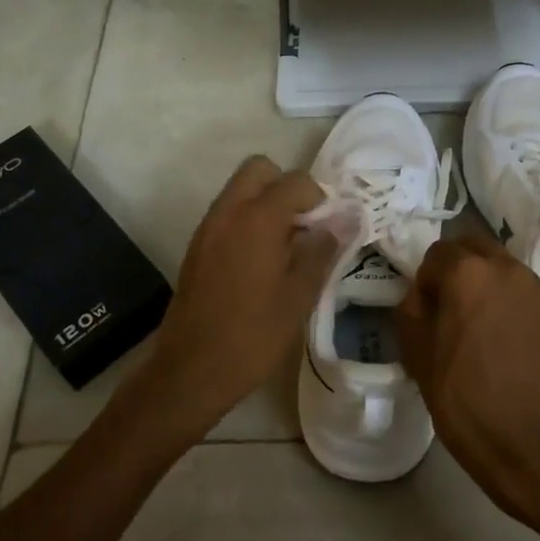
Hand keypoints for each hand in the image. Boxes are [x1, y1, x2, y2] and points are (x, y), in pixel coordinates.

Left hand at [144, 155, 341, 440]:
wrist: (191, 370)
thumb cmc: (253, 335)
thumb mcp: (299, 296)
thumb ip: (323, 249)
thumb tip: (348, 217)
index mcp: (257, 219)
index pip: (295, 181)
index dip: (319, 199)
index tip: (328, 231)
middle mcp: (228, 212)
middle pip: (260, 170)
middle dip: (286, 188)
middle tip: (304, 227)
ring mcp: (207, 228)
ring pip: (240, 190)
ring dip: (266, 203)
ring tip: (286, 248)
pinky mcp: (197, 247)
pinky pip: (227, 214)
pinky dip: (247, 221)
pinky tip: (261, 263)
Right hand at [395, 232, 539, 529]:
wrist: (526, 441)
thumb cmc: (460, 397)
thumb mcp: (415, 352)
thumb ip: (411, 309)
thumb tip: (422, 296)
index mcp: (466, 272)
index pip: (436, 253)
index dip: (426, 281)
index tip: (426, 313)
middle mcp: (505, 267)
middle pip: (474, 246)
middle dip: (457, 267)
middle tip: (450, 308)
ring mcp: (536, 286)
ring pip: (502, 265)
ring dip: (486, 281)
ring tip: (480, 324)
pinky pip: (524, 289)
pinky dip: (510, 299)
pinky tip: (505, 337)